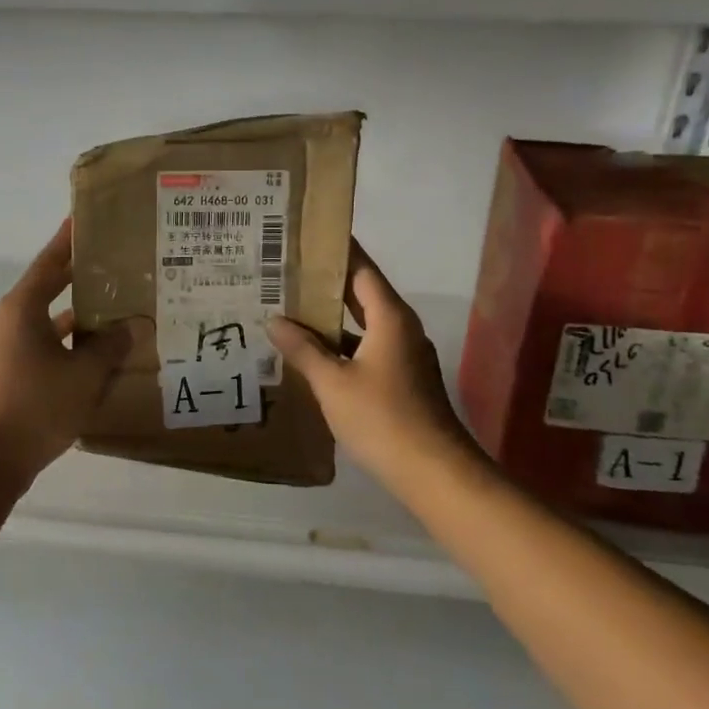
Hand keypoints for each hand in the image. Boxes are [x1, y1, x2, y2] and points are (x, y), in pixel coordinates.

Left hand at [0, 219, 148, 480]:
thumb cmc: (36, 405)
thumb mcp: (84, 374)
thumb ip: (110, 346)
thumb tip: (132, 327)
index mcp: (21, 309)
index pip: (49, 263)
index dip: (68, 241)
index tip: (83, 220)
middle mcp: (7, 322)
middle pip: (47, 291)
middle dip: (78, 281)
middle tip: (113, 268)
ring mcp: (2, 351)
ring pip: (45, 325)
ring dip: (75, 320)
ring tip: (113, 315)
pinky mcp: (4, 377)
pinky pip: (40, 350)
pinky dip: (65, 349)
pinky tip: (93, 361)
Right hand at [267, 242, 475, 485]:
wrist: (433, 471)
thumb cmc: (382, 418)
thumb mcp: (333, 383)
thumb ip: (303, 349)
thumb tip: (275, 320)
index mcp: (390, 317)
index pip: (361, 269)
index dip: (335, 251)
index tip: (306, 236)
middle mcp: (401, 328)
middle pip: (361, 293)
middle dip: (326, 282)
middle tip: (285, 271)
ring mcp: (404, 354)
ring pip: (362, 323)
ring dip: (330, 317)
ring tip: (289, 308)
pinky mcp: (401, 378)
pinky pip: (366, 347)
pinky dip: (340, 343)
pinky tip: (311, 352)